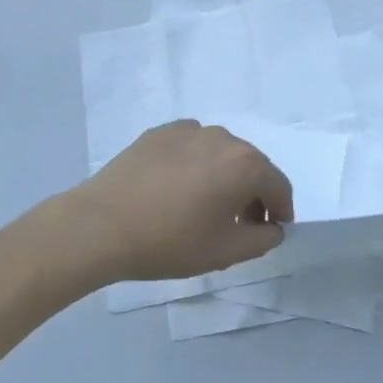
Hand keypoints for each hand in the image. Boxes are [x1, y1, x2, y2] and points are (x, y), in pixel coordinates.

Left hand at [66, 121, 294, 284]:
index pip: (278, 185)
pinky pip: (191, 147)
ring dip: (224, 176)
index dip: (281, 210)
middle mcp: (222, 138)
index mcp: (244, 164)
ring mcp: (188, 130)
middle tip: (240, 224)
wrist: (100, 225)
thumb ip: (262, 239)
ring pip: (220, 153)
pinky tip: (177, 189)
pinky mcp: (159, 133)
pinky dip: (196, 164)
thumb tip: (272, 227)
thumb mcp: (225, 252)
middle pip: (251, 165)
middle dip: (253, 193)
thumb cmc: (169, 241)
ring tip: (205, 206)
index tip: (271, 230)